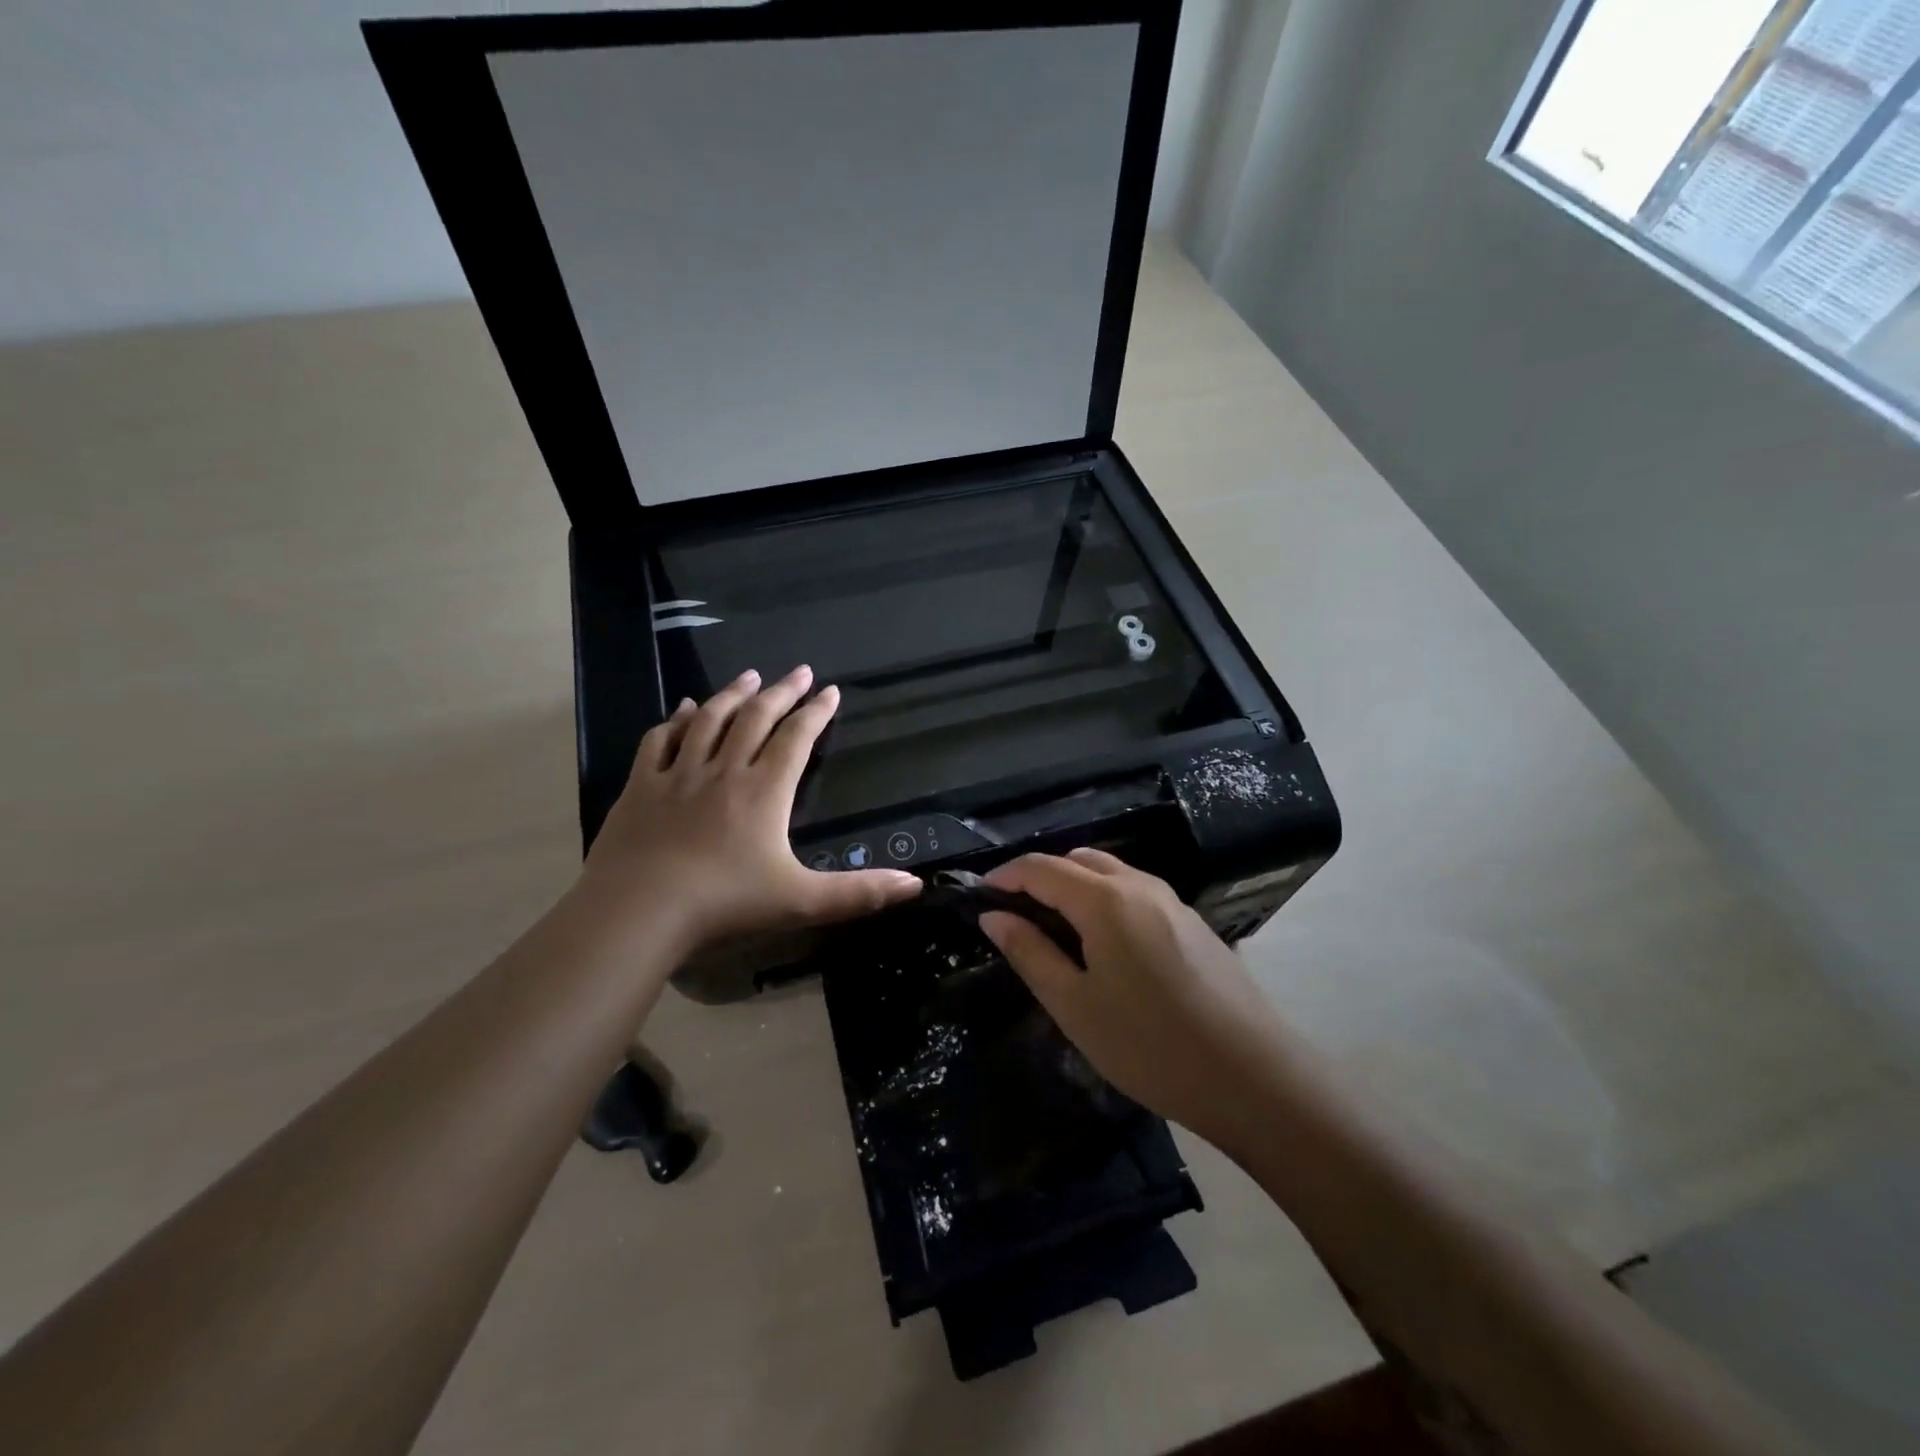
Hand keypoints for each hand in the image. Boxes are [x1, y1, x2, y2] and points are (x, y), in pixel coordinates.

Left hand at [578, 666, 920, 951]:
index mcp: (763, 791)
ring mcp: (678, 775)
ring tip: (748, 675)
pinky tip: (682, 709)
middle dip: (781, 691)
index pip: (796, 738)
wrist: (638, 912)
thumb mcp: (801, 901)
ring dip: (732, 694)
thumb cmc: (724, 905)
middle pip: (756, 718)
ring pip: (709, 720)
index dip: (816, 712)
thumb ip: (859, 893)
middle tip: (798, 671)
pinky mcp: (640, 786)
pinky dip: (675, 720)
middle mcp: (723, 771)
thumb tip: (916, 884)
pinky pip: (659, 740)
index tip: (831, 691)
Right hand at [979, 848, 1293, 1156]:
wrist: (1252, 1077)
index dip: (1005, 876)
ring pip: (1109, 872)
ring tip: (1052, 927)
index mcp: (1104, 899)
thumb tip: (993, 916)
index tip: (979, 895)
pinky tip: (1101, 943)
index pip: (1041, 868)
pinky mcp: (1191, 922)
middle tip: (1014, 913)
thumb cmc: (1149, 1045)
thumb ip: (1030, 953)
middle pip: (1077, 860)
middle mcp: (1138, 885)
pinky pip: (1134, 891)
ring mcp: (1171, 901)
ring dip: (1073, 884)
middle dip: (1040, 876)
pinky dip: (1103, 898)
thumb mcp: (1075, 1005)